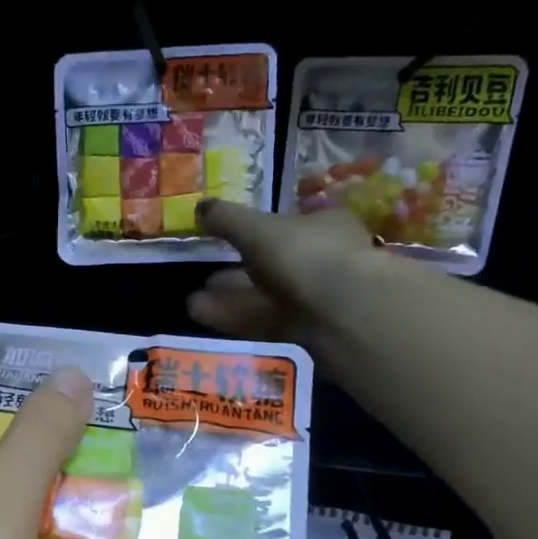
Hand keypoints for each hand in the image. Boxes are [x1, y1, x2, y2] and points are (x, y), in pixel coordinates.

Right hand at [187, 198, 386, 345]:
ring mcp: (316, 299)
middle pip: (273, 265)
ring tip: (193, 303)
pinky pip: (264, 320)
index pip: (289, 224)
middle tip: (203, 277)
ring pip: (265, 296)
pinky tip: (204, 318)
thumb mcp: (258, 229)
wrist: (344, 312)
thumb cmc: (305, 254)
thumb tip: (200, 206)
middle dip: (236, 271)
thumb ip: (228, 219)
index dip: (257, 230)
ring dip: (230, 298)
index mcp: (324, 226)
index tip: (226, 240)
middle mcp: (323, 260)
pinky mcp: (304, 331)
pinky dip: (236, 318)